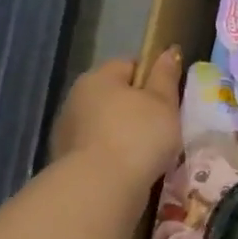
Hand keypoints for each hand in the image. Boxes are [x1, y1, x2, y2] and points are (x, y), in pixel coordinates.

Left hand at [50, 48, 182, 187]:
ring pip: (106, 124)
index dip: (152, 78)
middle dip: (137, 108)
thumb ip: (166, 76)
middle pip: (115, 95)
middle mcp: (77, 98)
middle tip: (164, 127)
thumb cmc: (138, 136)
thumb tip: (169, 50)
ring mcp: (68, 130)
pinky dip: (114, 155)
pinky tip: (131, 169)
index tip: (169, 100)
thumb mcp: (163, 103)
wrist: (100, 188)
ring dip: (124, 133)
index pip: (129, 65)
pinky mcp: (68, 160)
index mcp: (98, 78)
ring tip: (149, 153)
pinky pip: (99, 149)